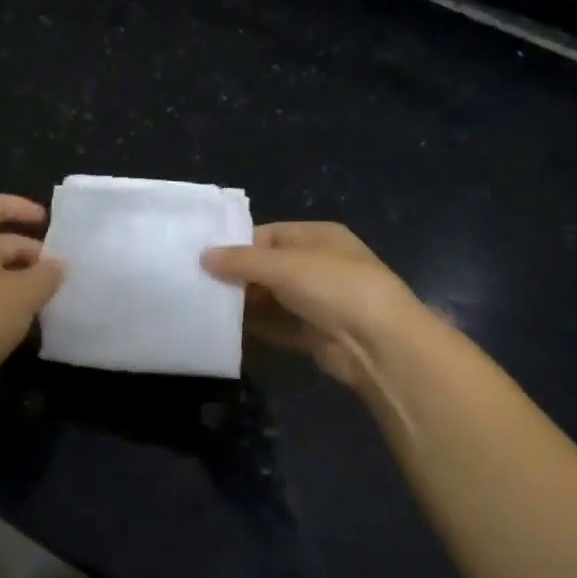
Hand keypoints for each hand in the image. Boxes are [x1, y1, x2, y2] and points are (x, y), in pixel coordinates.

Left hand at [0, 193, 63, 398]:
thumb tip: (59, 265)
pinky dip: (8, 301)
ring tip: (51, 296)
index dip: (18, 206)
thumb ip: (47, 275)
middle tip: (59, 270)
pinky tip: (29, 320)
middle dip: (29, 251)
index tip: (45, 221)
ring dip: (22, 279)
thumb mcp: (24, 294)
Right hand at [202, 222, 425, 387]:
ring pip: (271, 299)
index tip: (205, 257)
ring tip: (205, 306)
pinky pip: (278, 326)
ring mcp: (318, 302)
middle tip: (198, 284)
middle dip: (238, 276)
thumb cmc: (333, 286)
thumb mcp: (283, 265)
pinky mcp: (314, 333)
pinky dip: (256, 328)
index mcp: (319, 237)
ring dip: (244, 303)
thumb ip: (241, 261)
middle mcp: (319, 266)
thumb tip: (204, 256)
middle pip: (269, 267)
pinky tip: (226, 329)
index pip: (270, 234)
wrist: (378, 342)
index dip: (239, 244)